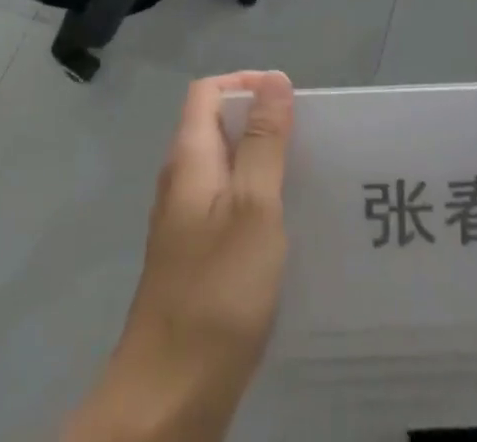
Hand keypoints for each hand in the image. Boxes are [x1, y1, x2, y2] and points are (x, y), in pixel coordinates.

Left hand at [64, 71, 294, 441]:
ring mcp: (184, 222)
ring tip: (306, 178)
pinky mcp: (194, 258)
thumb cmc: (217, 291)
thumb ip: (264, 142)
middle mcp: (181, 181)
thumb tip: (274, 80)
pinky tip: (285, 229)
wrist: (168, 396)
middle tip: (308, 140)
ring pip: (225, 168)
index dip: (246, 84)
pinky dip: (255, 201)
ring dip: (261, 162)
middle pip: (217, 126)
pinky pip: (226, 206)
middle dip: (261, 122)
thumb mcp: (253, 207)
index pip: (208, 92)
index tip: (289, 101)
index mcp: (189, 158)